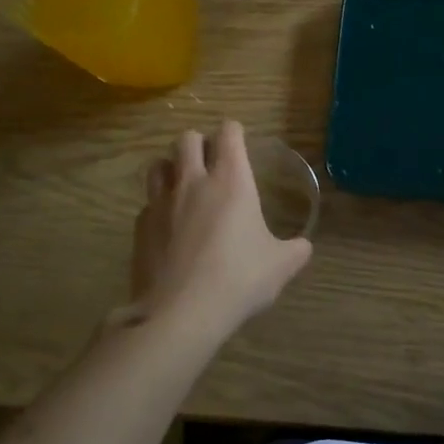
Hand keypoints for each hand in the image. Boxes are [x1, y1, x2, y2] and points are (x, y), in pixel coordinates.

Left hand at [131, 121, 312, 337]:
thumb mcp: (281, 266)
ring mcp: (161, 203)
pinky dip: (159, 205)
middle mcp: (193, 182)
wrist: (181, 312)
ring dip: (172, 167)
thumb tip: (304, 246)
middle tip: (212, 162)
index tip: (239, 140)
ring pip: (158, 165)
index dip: (234, 131)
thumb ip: (295, 250)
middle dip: (200, 143)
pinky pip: (148, 203)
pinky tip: (170, 226)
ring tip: (185, 185)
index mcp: (231, 181)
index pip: (228, 133)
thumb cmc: (239, 279)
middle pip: (187, 139)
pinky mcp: (140, 228)